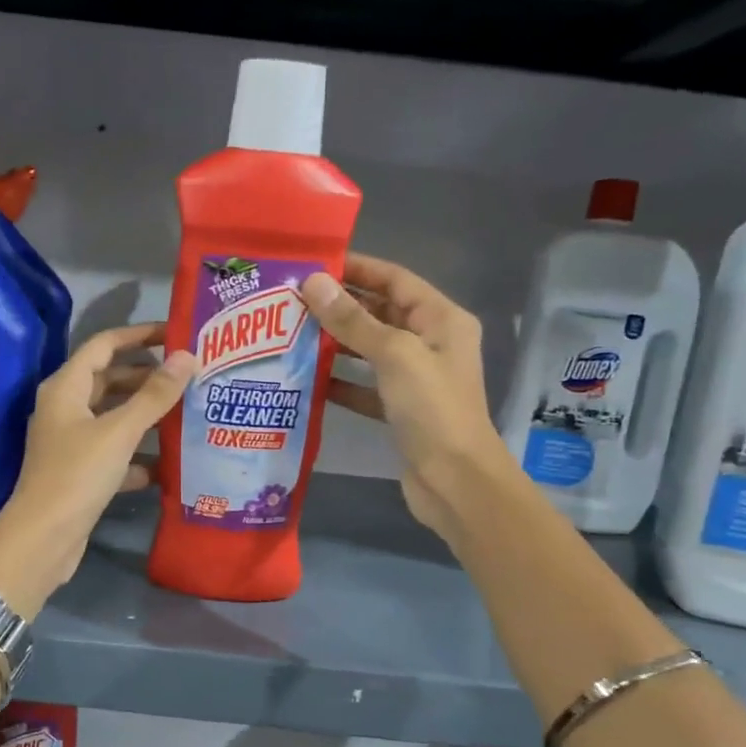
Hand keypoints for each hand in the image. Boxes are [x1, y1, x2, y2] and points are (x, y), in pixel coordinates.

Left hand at [0, 323, 197, 613]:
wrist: (43, 538)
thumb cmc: (77, 474)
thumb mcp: (119, 431)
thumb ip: (154, 395)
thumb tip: (187, 356)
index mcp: (66, 388)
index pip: (103, 345)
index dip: (138, 335)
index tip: (175, 334)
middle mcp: (65, 408)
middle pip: (109, 380)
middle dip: (147, 376)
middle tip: (189, 375)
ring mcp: (71, 442)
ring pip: (113, 417)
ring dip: (146, 415)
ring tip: (188, 411)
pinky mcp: (79, 472)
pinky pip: (114, 452)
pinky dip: (137, 454)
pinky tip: (167, 463)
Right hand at [300, 255, 517, 545]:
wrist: (454, 480)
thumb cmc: (432, 409)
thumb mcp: (394, 355)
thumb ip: (353, 320)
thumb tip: (314, 283)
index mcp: (441, 320)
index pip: (395, 280)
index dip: (357, 269)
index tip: (314, 266)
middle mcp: (431, 343)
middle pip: (381, 313)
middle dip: (340, 307)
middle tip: (293, 301)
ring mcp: (416, 378)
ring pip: (370, 350)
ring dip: (336, 343)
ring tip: (292, 334)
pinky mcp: (400, 410)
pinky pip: (365, 386)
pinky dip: (340, 382)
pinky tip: (308, 378)